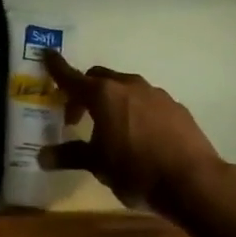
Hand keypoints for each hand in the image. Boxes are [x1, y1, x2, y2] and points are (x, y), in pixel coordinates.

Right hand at [39, 51, 227, 215]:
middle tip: (76, 118)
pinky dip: (135, 110)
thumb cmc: (137, 171)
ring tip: (110, 128)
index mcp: (103, 95)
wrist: (193, 181)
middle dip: (84, 91)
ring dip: (112, 101)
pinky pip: (147, 101)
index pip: (72, 77)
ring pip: (125, 88)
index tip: (46, 55)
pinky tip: (139, 135)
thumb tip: (42, 156)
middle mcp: (128, 85)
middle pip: (99, 78)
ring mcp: (155, 94)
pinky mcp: (175, 106)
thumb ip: (70, 156)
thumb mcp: (98, 166)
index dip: (56, 67)